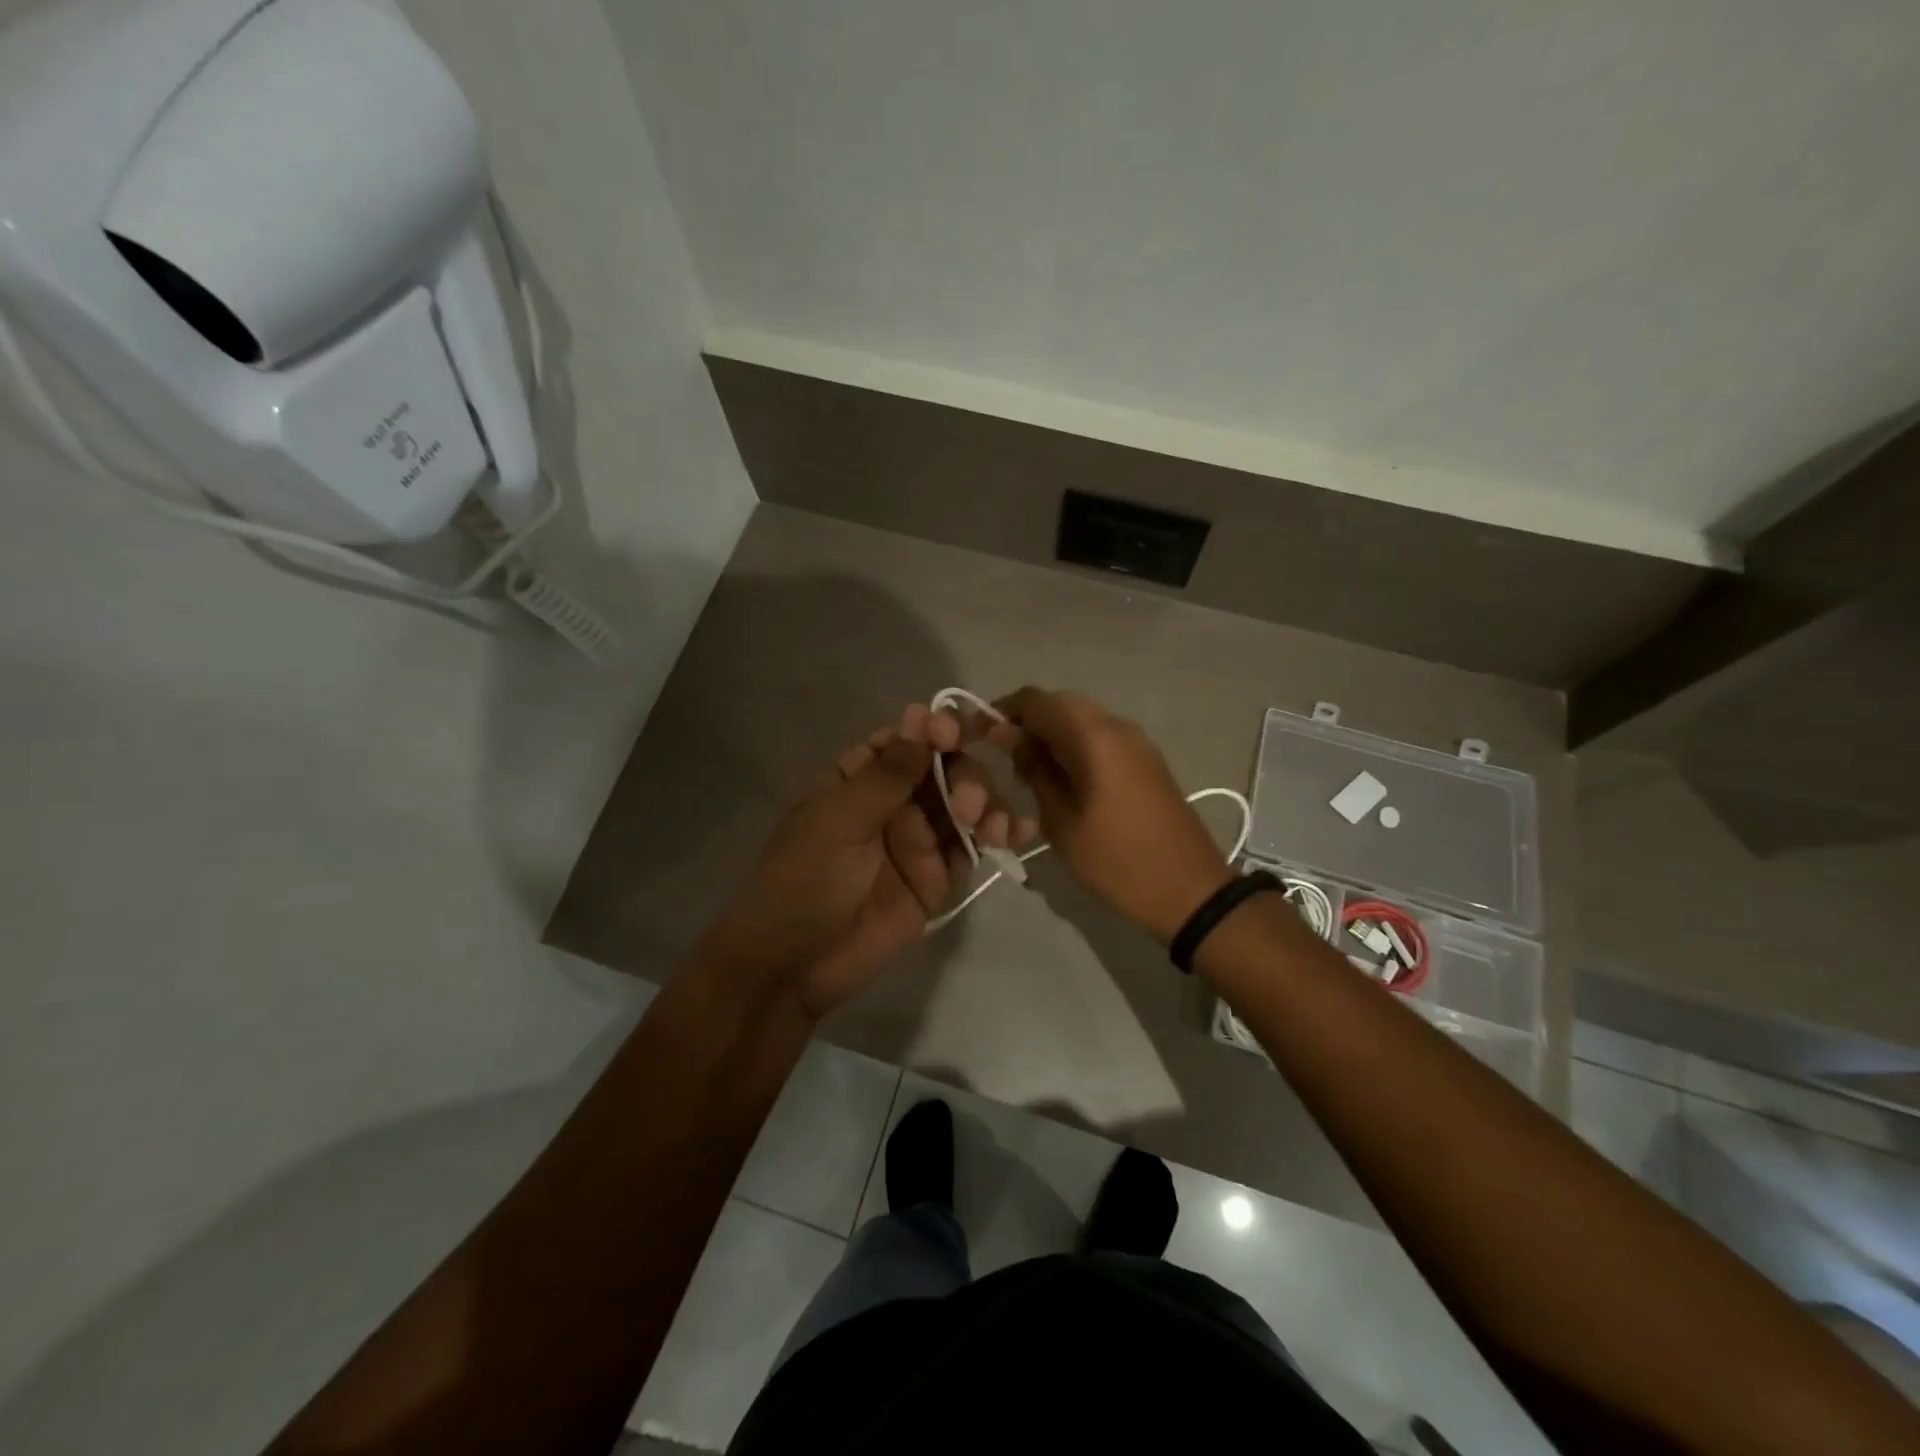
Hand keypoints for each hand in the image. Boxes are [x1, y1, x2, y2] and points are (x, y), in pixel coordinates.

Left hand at [695, 703, 1033, 1017]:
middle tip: (967, 807)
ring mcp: (917, 839)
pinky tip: (1020, 833)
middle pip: (945, 768)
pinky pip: (973, 847)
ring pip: (965, 803)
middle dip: (966, 776)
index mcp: (859, 778)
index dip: (934, 729)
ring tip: (994, 829)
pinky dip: (999, 835)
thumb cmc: (806, 879)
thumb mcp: (840, 819)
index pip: (906, 739)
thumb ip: (888, 773)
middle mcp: (893, 801)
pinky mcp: (937, 877)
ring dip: (987, 804)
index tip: (954, 734)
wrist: (796, 964)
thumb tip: (920, 715)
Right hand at [989, 687, 1232, 943]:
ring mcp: (1137, 740)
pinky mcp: (1146, 758)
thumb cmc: (1116, 860)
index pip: (1036, 699)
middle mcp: (1117, 725)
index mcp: (1094, 736)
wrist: (1189, 888)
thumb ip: (1034, 770)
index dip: (1004, 711)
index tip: (983, 738)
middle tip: (1006, 757)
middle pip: (1060, 703)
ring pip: (1082, 718)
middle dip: (1028, 722)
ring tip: (1031, 772)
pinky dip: (1075, 746)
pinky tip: (1064, 779)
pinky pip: (1101, 736)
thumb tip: (1009, 735)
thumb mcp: (1061, 820)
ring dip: (1052, 734)